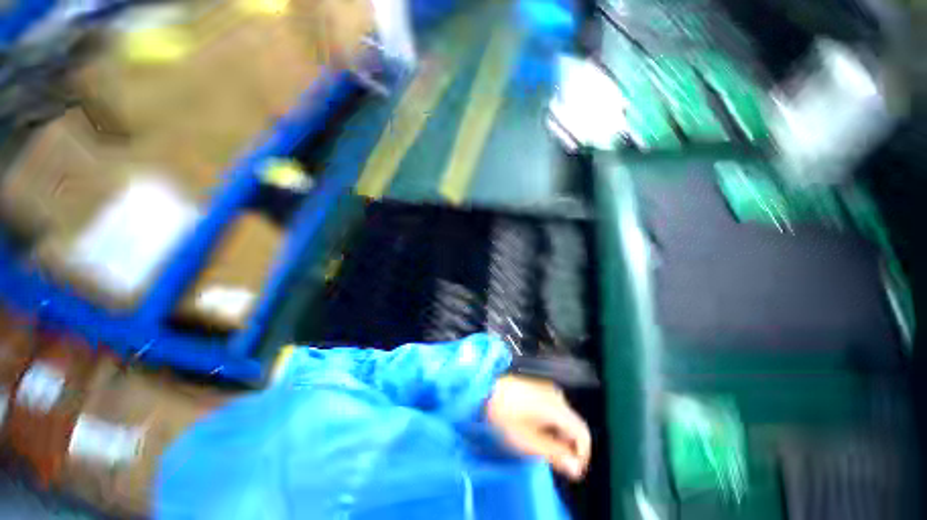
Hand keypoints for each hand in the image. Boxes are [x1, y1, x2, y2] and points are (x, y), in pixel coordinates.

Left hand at [486, 375, 591, 480]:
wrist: (484, 389)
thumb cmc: (504, 416)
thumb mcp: (527, 441)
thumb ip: (555, 455)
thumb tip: (576, 468)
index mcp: (557, 407)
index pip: (583, 433)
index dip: (582, 456)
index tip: (570, 471)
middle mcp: (556, 395)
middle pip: (574, 425)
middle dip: (568, 446)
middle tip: (551, 460)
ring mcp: (546, 388)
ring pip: (563, 417)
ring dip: (558, 435)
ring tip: (540, 445)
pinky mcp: (537, 386)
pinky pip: (553, 408)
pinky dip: (550, 423)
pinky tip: (534, 428)